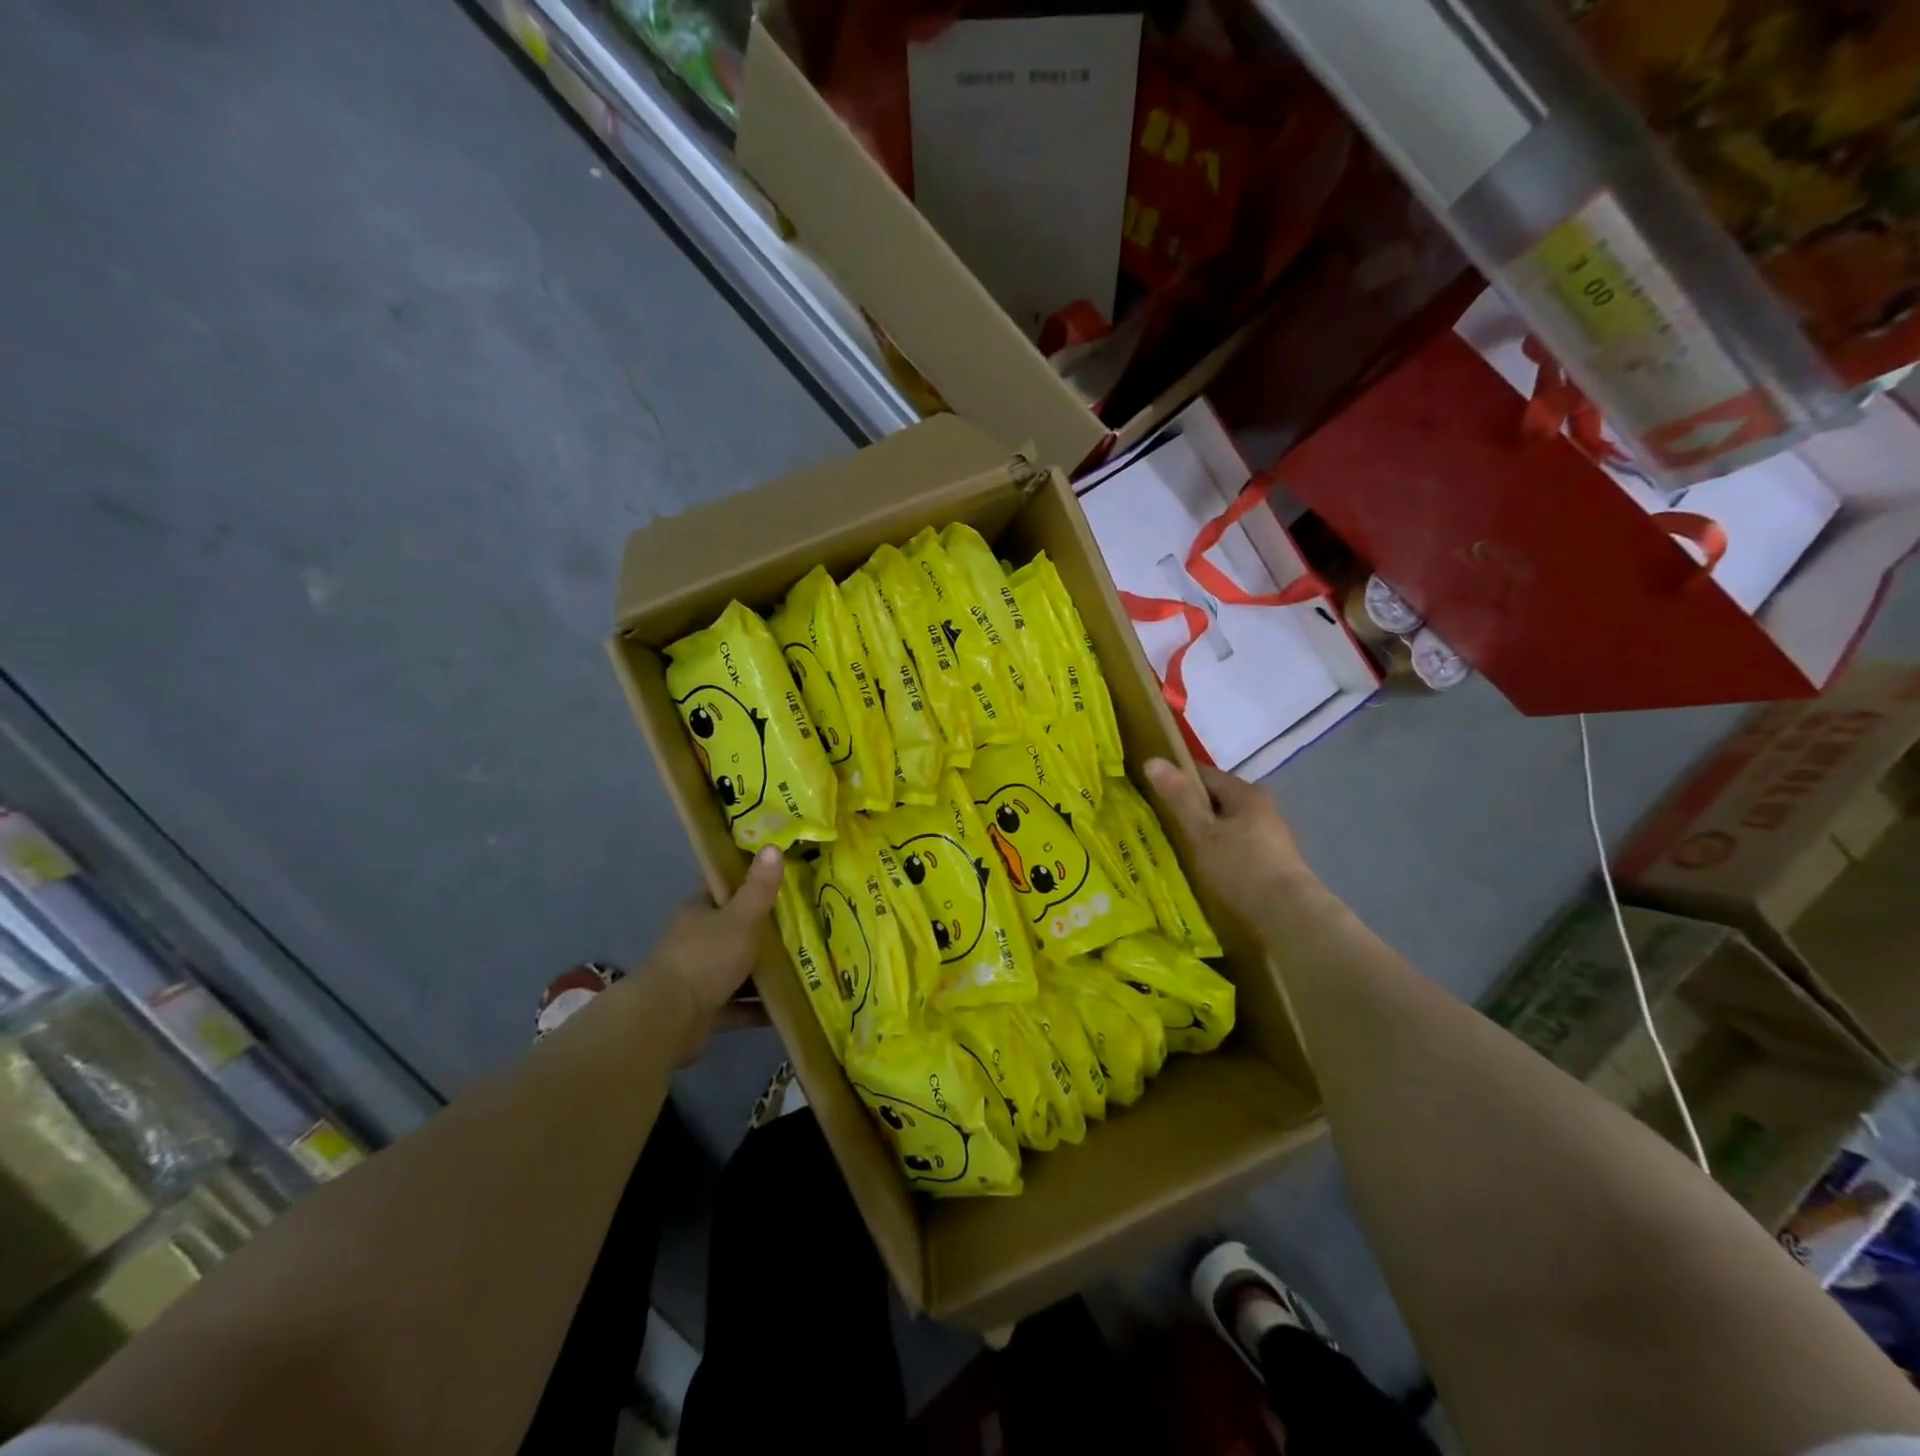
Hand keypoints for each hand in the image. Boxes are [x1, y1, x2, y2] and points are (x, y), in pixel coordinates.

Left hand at [647, 846, 783, 1063]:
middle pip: (734, 929)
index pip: (724, 888)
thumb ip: (759, 888)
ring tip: (804, 967)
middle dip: (764, 929)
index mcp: (698, 911)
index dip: (749, 880)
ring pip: (737, 969)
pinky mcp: (703, 1010)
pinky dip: (758, 1008)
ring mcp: (698, 976)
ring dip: (764, 972)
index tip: (781, 877)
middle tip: (804, 923)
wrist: (668, 1019)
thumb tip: (773, 847)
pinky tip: (788, 1009)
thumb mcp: (740, 917)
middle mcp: (696, 940)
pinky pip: (737, 1005)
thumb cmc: (705, 957)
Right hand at [1144, 759, 1322, 930]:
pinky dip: (1220, 851)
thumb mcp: (1201, 833)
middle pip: (1217, 799)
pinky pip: (1237, 846)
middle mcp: (1263, 807)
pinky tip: (1206, 868)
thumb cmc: (1241, 870)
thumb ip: (1179, 798)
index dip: (1175, 778)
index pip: (1203, 773)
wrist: (1291, 919)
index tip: (1148, 792)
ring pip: (1227, 824)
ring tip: (1178, 849)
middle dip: (1190, 809)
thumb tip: (1152, 760)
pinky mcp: (1274, 862)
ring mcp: (1271, 836)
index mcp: (1246, 793)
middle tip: (1158, 824)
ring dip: (1205, 832)